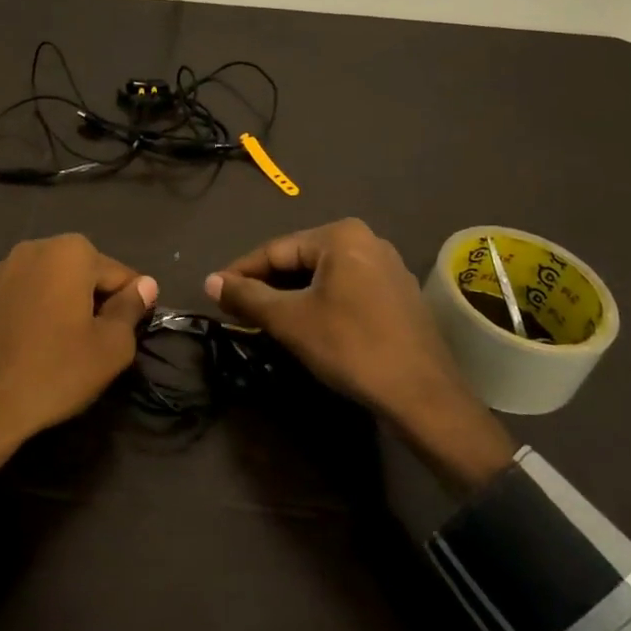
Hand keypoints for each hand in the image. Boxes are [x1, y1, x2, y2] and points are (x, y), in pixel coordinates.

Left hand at [0, 235, 157, 482]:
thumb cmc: (54, 372)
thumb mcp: (110, 347)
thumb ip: (131, 308)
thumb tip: (145, 285)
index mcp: (69, 252)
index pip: (119, 274)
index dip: (131, 305)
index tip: (129, 334)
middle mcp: (33, 248)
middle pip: (82, 273)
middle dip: (95, 300)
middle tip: (98, 343)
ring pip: (49, 283)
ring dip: (63, 305)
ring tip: (64, 347)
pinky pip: (21, 297)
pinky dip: (33, 313)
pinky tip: (31, 347)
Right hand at [206, 218, 516, 495]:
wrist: (421, 394)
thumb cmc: (350, 346)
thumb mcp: (289, 320)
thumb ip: (247, 296)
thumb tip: (209, 281)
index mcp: (340, 235)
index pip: (275, 249)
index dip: (240, 272)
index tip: (214, 292)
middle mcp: (367, 240)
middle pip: (300, 261)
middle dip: (267, 285)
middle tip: (237, 310)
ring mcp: (388, 267)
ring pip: (323, 277)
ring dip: (292, 296)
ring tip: (264, 320)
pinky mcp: (398, 294)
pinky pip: (346, 289)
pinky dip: (320, 303)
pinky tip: (306, 325)